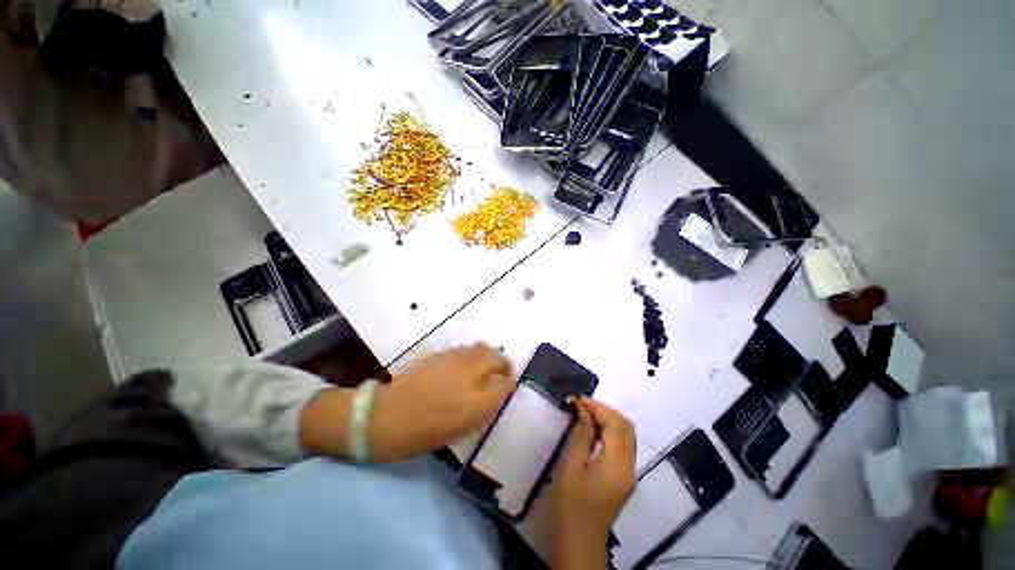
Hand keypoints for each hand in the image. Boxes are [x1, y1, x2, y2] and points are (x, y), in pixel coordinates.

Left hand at [367, 343, 514, 461]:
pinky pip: (466, 349)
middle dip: (504, 365)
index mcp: (475, 403)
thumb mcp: (457, 432)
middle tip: (500, 373)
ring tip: (484, 368)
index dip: (510, 385)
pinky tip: (465, 365)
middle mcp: (470, 377)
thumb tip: (495, 396)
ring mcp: (455, 361)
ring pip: (483, 348)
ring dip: (489, 357)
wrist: (384, 417)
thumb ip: (481, 411)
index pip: (506, 384)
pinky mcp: (442, 353)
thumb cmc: (420, 436)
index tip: (507, 388)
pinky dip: (473, 355)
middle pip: (498, 359)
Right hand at [550, 397, 635, 567]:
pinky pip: (623, 445)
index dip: (598, 408)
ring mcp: (629, 472)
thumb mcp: (571, 467)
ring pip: (627, 435)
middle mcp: (629, 467)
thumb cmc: (571, 505)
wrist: (580, 541)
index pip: (616, 425)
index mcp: (617, 465)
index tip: (578, 399)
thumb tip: (583, 410)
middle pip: (626, 427)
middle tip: (582, 405)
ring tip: (585, 413)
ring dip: (608, 419)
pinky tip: (593, 429)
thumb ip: (581, 436)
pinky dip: (610, 431)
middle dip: (605, 411)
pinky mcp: (625, 477)